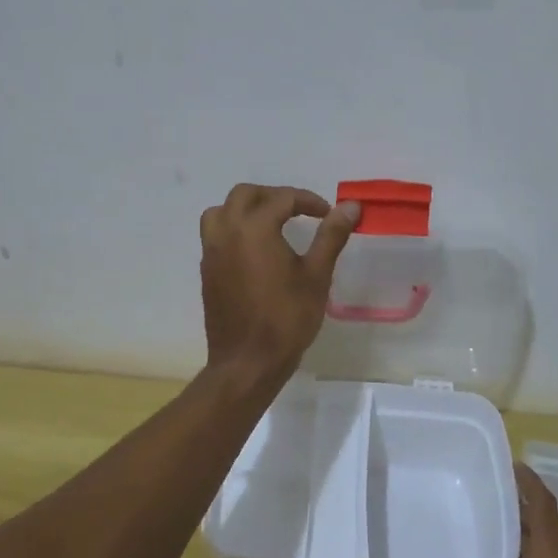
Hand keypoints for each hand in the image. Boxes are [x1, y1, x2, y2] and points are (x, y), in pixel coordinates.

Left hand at [199, 183, 358, 381]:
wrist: (248, 363)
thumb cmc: (287, 318)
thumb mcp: (316, 275)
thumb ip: (331, 235)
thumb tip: (351, 206)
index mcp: (254, 228)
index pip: (282, 198)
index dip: (308, 201)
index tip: (328, 214)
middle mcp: (227, 232)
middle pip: (245, 195)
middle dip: (274, 196)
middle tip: (299, 211)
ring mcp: (211, 251)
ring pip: (222, 211)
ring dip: (247, 208)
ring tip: (272, 223)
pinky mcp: (207, 270)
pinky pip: (215, 234)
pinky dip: (235, 228)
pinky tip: (256, 249)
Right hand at [415, 463, 557, 557]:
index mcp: (553, 554)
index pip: (542, 501)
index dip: (526, 479)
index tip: (505, 462)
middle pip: (542, 520)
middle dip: (515, 504)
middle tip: (480, 492)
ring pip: (545, 546)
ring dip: (520, 533)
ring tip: (483, 526)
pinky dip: (524, 557)